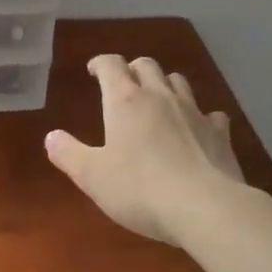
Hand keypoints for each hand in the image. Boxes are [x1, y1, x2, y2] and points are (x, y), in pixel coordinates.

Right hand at [45, 55, 243, 245]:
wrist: (206, 208)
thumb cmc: (140, 189)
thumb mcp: (92, 176)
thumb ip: (69, 154)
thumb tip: (51, 137)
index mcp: (125, 101)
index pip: (111, 65)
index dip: (101, 63)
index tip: (94, 70)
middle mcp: (160, 97)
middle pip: (147, 65)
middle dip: (133, 69)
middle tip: (124, 84)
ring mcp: (194, 112)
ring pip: (178, 82)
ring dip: (165, 84)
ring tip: (157, 100)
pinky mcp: (220, 134)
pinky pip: (210, 114)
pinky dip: (200, 116)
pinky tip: (197, 129)